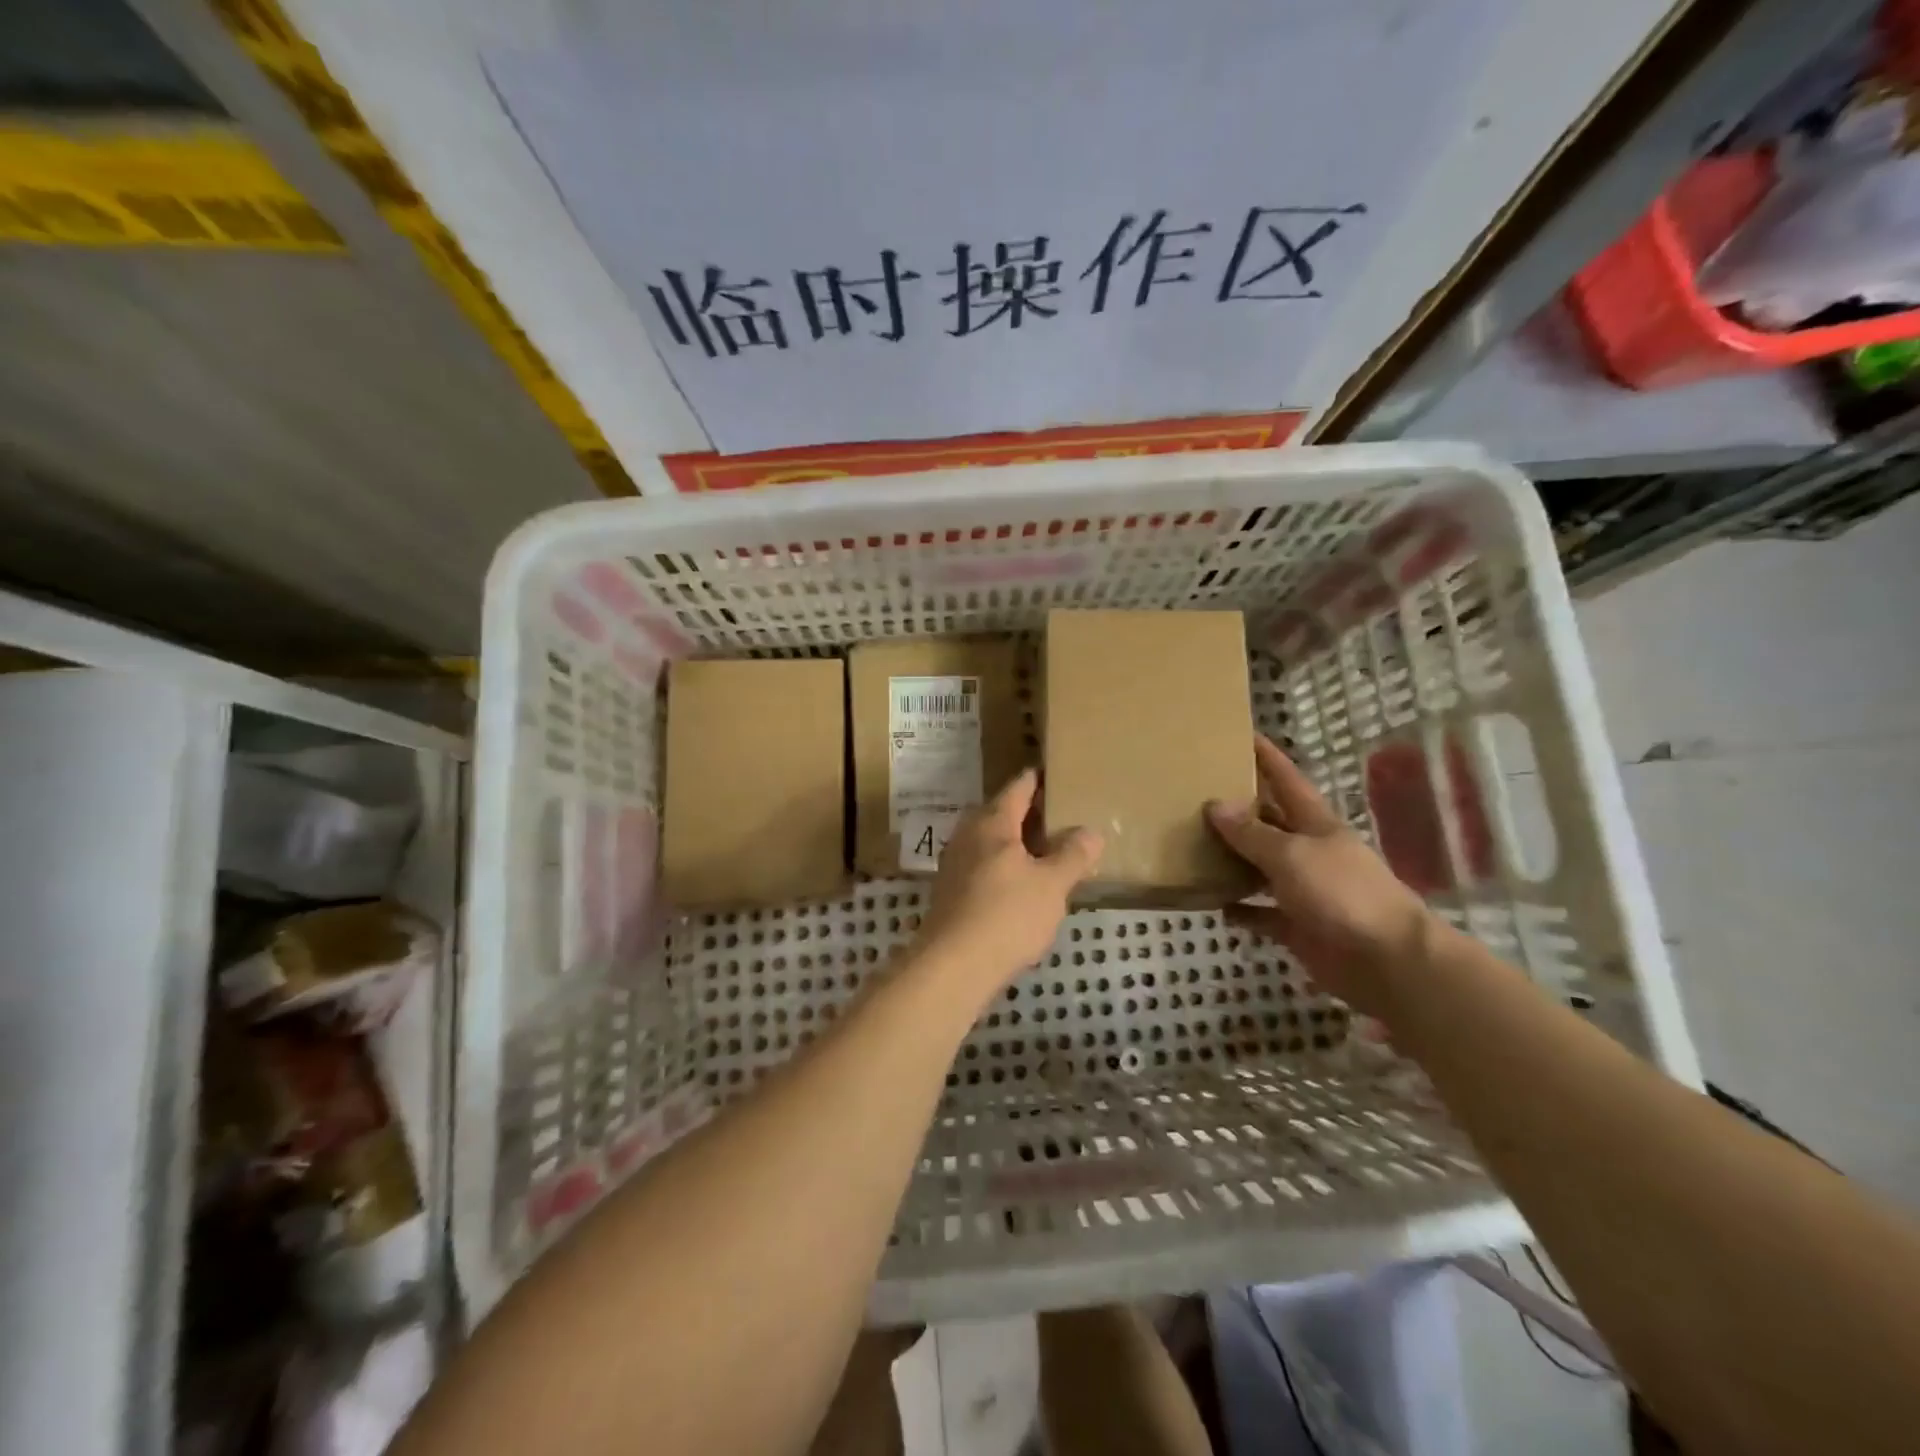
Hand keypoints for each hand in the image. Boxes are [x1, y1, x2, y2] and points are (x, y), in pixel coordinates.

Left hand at [914, 769, 1102, 1003]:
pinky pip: (983, 866)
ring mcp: (954, 864)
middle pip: (1001, 813)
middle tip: (1061, 816)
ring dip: (1016, 843)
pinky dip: (1004, 866)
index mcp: (992, 823)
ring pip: (990, 842)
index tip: (1055, 773)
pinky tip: (1021, 885)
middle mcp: (968, 835)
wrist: (952, 966)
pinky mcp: (950, 892)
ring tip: (1046, 851)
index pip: (1018, 789)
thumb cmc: (1006, 915)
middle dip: (1028, 814)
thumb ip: (1073, 856)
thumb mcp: (1052, 885)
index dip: (1038, 780)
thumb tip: (1090, 832)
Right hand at [1206, 736, 1432, 1016]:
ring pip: (1261, 867)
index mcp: (1315, 824)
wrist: (1388, 961)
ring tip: (1192, 845)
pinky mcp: (1298, 927)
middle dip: (1239, 807)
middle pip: (1269, 822)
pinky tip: (1213, 904)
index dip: (1267, 757)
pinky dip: (1240, 909)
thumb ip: (1252, 833)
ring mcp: (1304, 890)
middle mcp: (1309, 851)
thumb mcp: (1292, 854)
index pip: (1286, 780)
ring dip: (1232, 858)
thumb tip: (1215, 805)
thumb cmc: (1342, 893)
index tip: (1241, 734)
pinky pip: (1261, 914)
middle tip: (1197, 792)